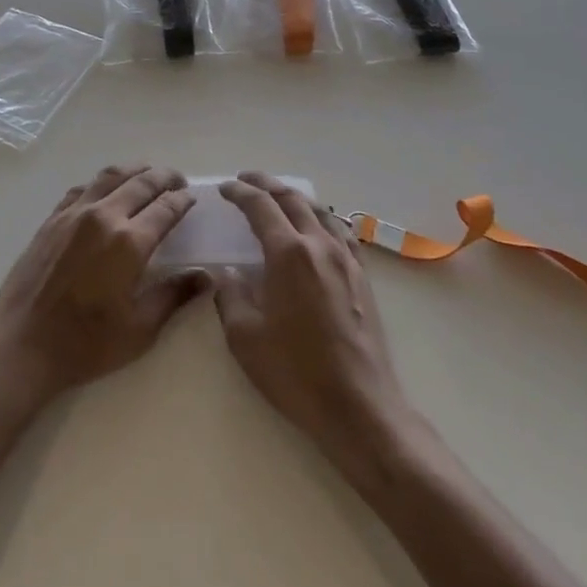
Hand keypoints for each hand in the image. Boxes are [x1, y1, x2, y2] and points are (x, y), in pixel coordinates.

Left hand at [0, 164, 208, 404]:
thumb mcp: (139, 330)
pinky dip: (102, 183)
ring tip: (147, 175)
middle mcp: (104, 217)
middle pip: (141, 182)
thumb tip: (206, 277)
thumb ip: (174, 296)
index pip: (165, 208)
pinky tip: (106, 192)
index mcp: (129, 242)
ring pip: (111, 176)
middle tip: (178, 180)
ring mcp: (74, 213)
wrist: (22, 346)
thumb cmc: (86, 344)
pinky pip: (83, 188)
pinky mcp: (52, 219)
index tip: (192, 198)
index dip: (182, 200)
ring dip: (135, 171)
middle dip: (164, 177)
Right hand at [215, 172, 410, 460]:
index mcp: (288, 253)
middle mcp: (319, 244)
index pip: (260, 207)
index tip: (224, 188)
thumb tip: (227, 273)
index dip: (240, 193)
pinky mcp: (362, 276)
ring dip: (294, 197)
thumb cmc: (296, 373)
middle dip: (266, 184)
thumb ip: (230, 296)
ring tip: (278, 197)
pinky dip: (322, 218)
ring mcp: (345, 258)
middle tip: (246, 179)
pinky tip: (318, 228)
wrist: (358, 406)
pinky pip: (340, 232)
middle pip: (291, 199)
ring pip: (319, 211)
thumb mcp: (245, 338)